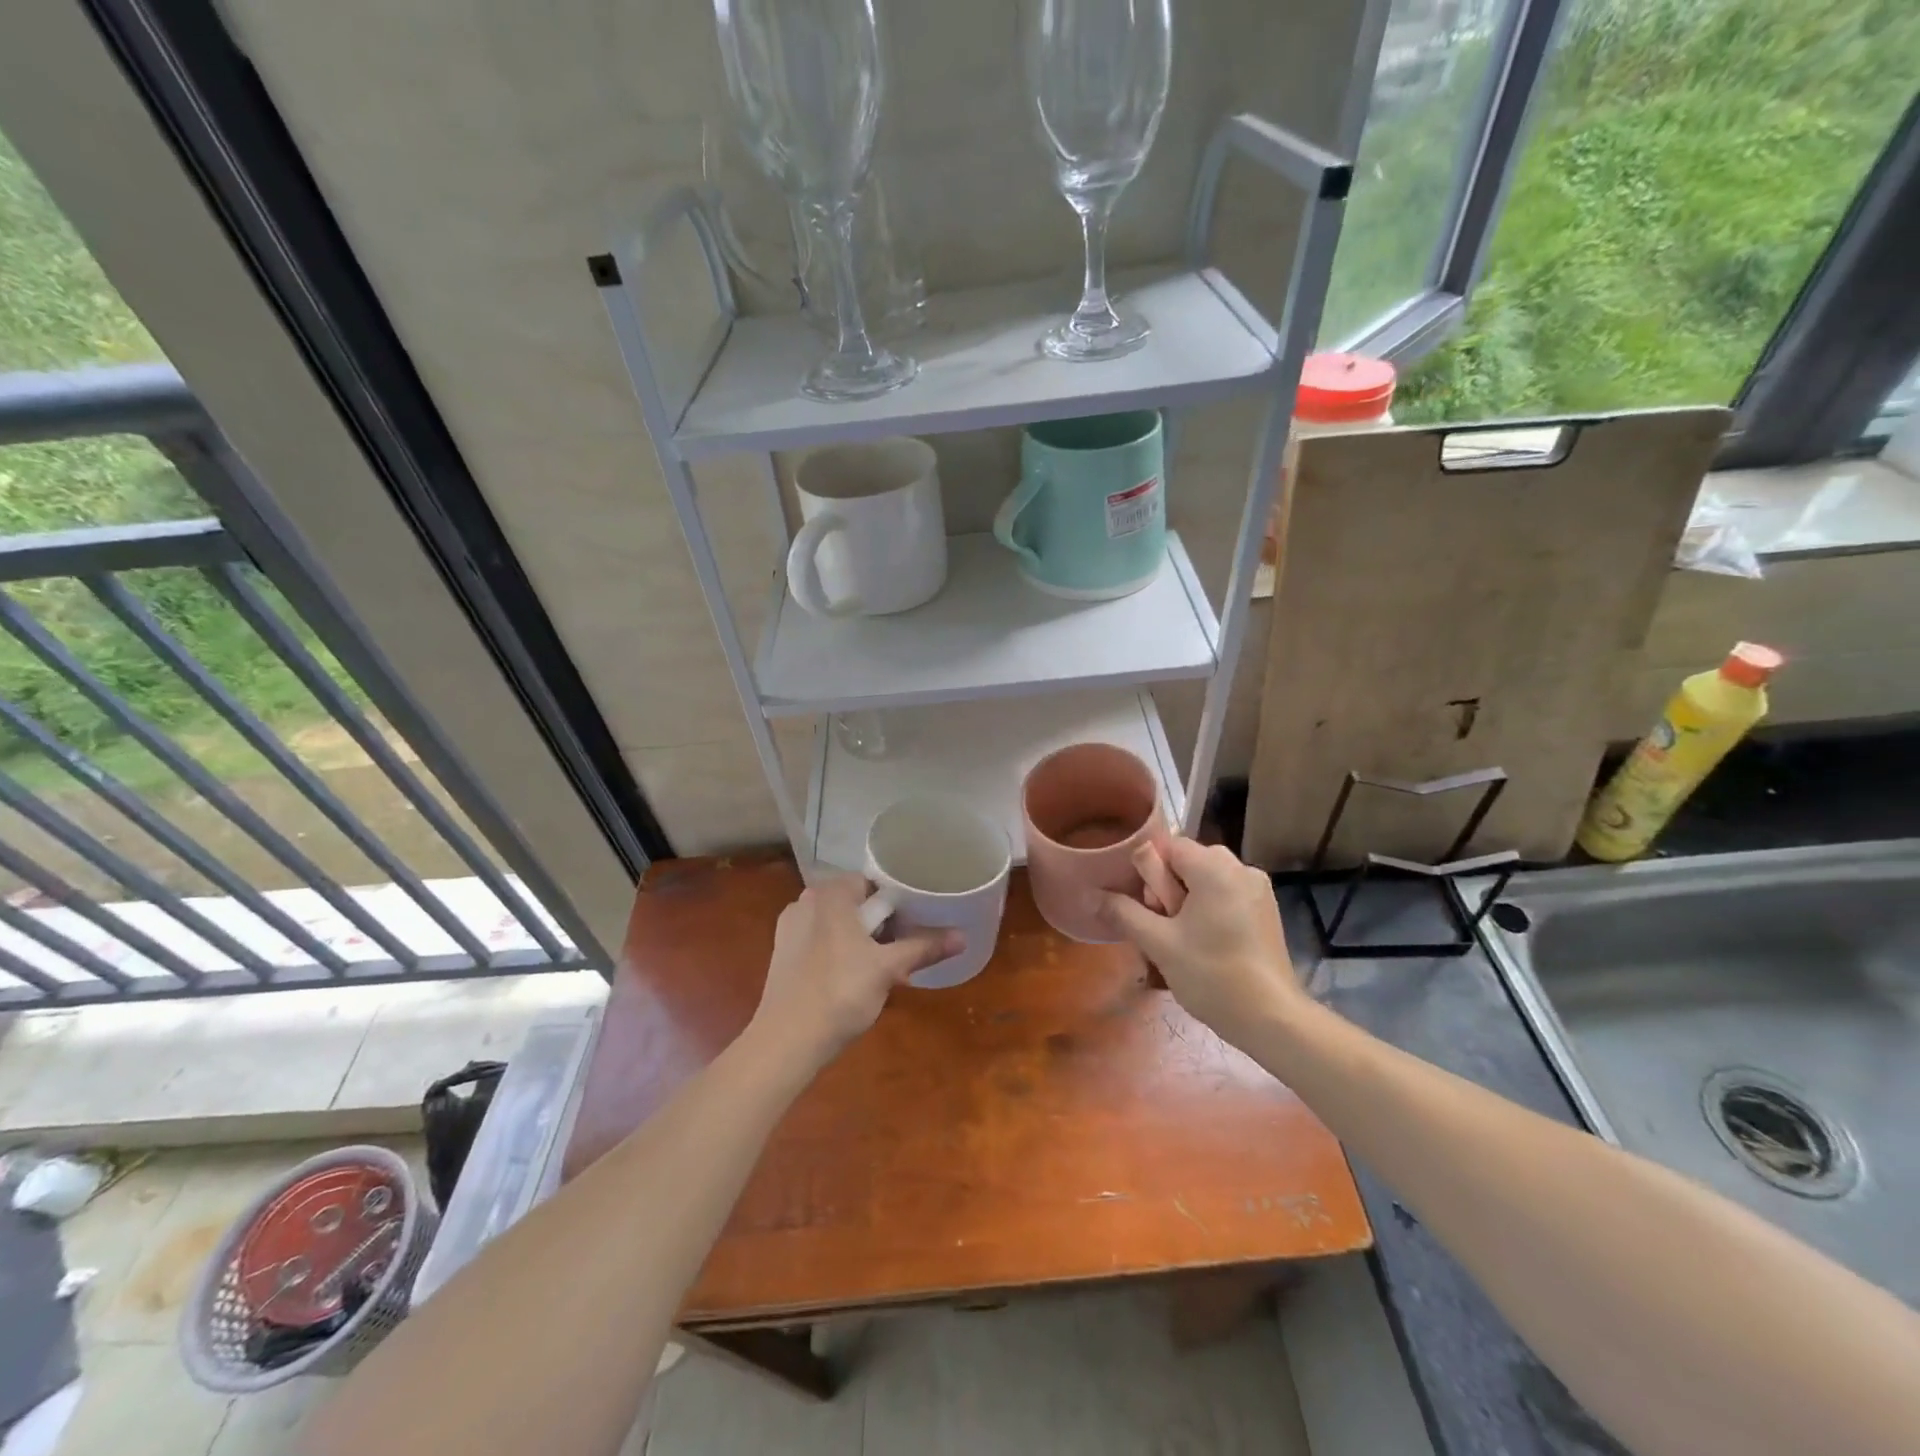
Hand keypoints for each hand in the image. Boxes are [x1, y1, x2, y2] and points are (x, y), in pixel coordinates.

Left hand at [749, 875, 959, 1070]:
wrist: (787, 1041)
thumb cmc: (841, 992)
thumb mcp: (888, 968)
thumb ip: (924, 947)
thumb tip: (963, 936)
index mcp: (830, 893)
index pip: (872, 883)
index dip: (897, 901)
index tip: (916, 922)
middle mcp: (806, 901)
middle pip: (855, 902)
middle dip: (880, 922)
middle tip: (903, 947)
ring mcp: (790, 927)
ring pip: (837, 923)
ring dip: (860, 938)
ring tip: (882, 965)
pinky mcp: (783, 953)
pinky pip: (820, 941)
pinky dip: (839, 951)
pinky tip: (852, 978)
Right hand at [1101, 838, 1303, 1047]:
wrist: (1272, 1019)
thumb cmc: (1212, 975)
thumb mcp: (1158, 943)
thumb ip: (1122, 911)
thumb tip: (1090, 894)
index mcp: (1215, 866)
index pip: (1167, 846)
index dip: (1150, 875)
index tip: (1152, 911)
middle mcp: (1240, 867)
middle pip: (1185, 862)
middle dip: (1167, 891)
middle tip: (1166, 932)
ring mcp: (1257, 889)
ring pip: (1204, 880)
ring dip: (1186, 903)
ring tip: (1184, 943)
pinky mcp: (1265, 910)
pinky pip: (1224, 895)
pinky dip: (1208, 912)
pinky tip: (1206, 947)